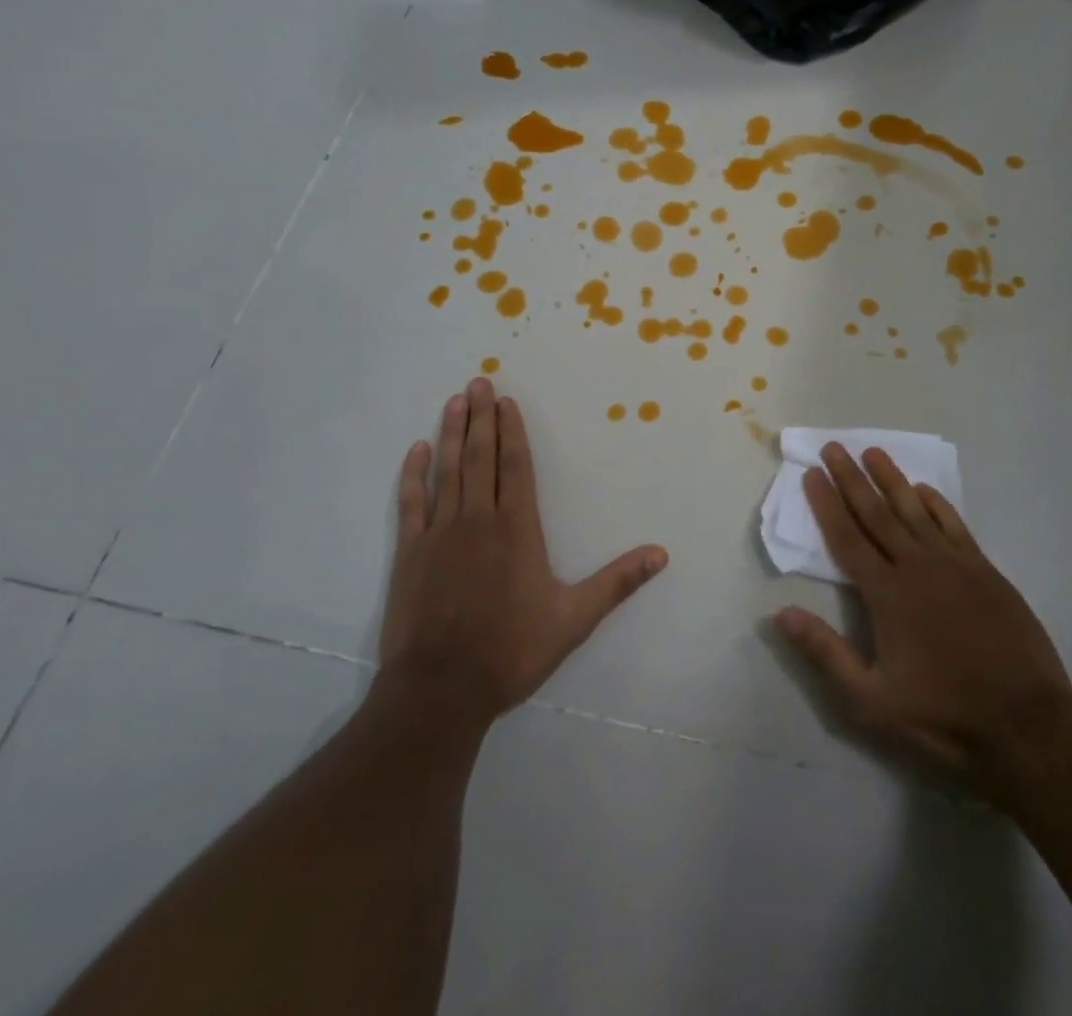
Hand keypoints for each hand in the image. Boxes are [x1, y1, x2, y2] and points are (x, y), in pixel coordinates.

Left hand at [376, 377, 667, 729]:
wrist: (440, 689)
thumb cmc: (511, 650)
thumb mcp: (574, 619)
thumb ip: (617, 582)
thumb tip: (662, 553)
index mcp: (517, 529)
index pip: (515, 466)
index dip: (512, 431)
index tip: (505, 401)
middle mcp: (478, 519)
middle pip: (481, 457)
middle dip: (481, 418)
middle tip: (477, 381)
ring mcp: (440, 533)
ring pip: (447, 471)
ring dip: (451, 434)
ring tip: (454, 401)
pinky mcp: (410, 553)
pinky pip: (411, 503)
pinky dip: (413, 475)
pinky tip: (416, 450)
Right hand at [773, 444, 1071, 805]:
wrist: (1026, 726)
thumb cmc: (942, 718)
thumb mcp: (870, 702)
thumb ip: (825, 653)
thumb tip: (780, 613)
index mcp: (886, 594)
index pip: (847, 538)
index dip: (826, 504)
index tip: (811, 474)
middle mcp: (917, 567)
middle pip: (876, 513)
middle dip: (851, 479)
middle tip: (833, 447)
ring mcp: (955, 565)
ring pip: (915, 510)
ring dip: (891, 479)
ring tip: (873, 451)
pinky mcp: (985, 572)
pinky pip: (954, 525)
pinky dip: (936, 504)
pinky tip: (923, 489)